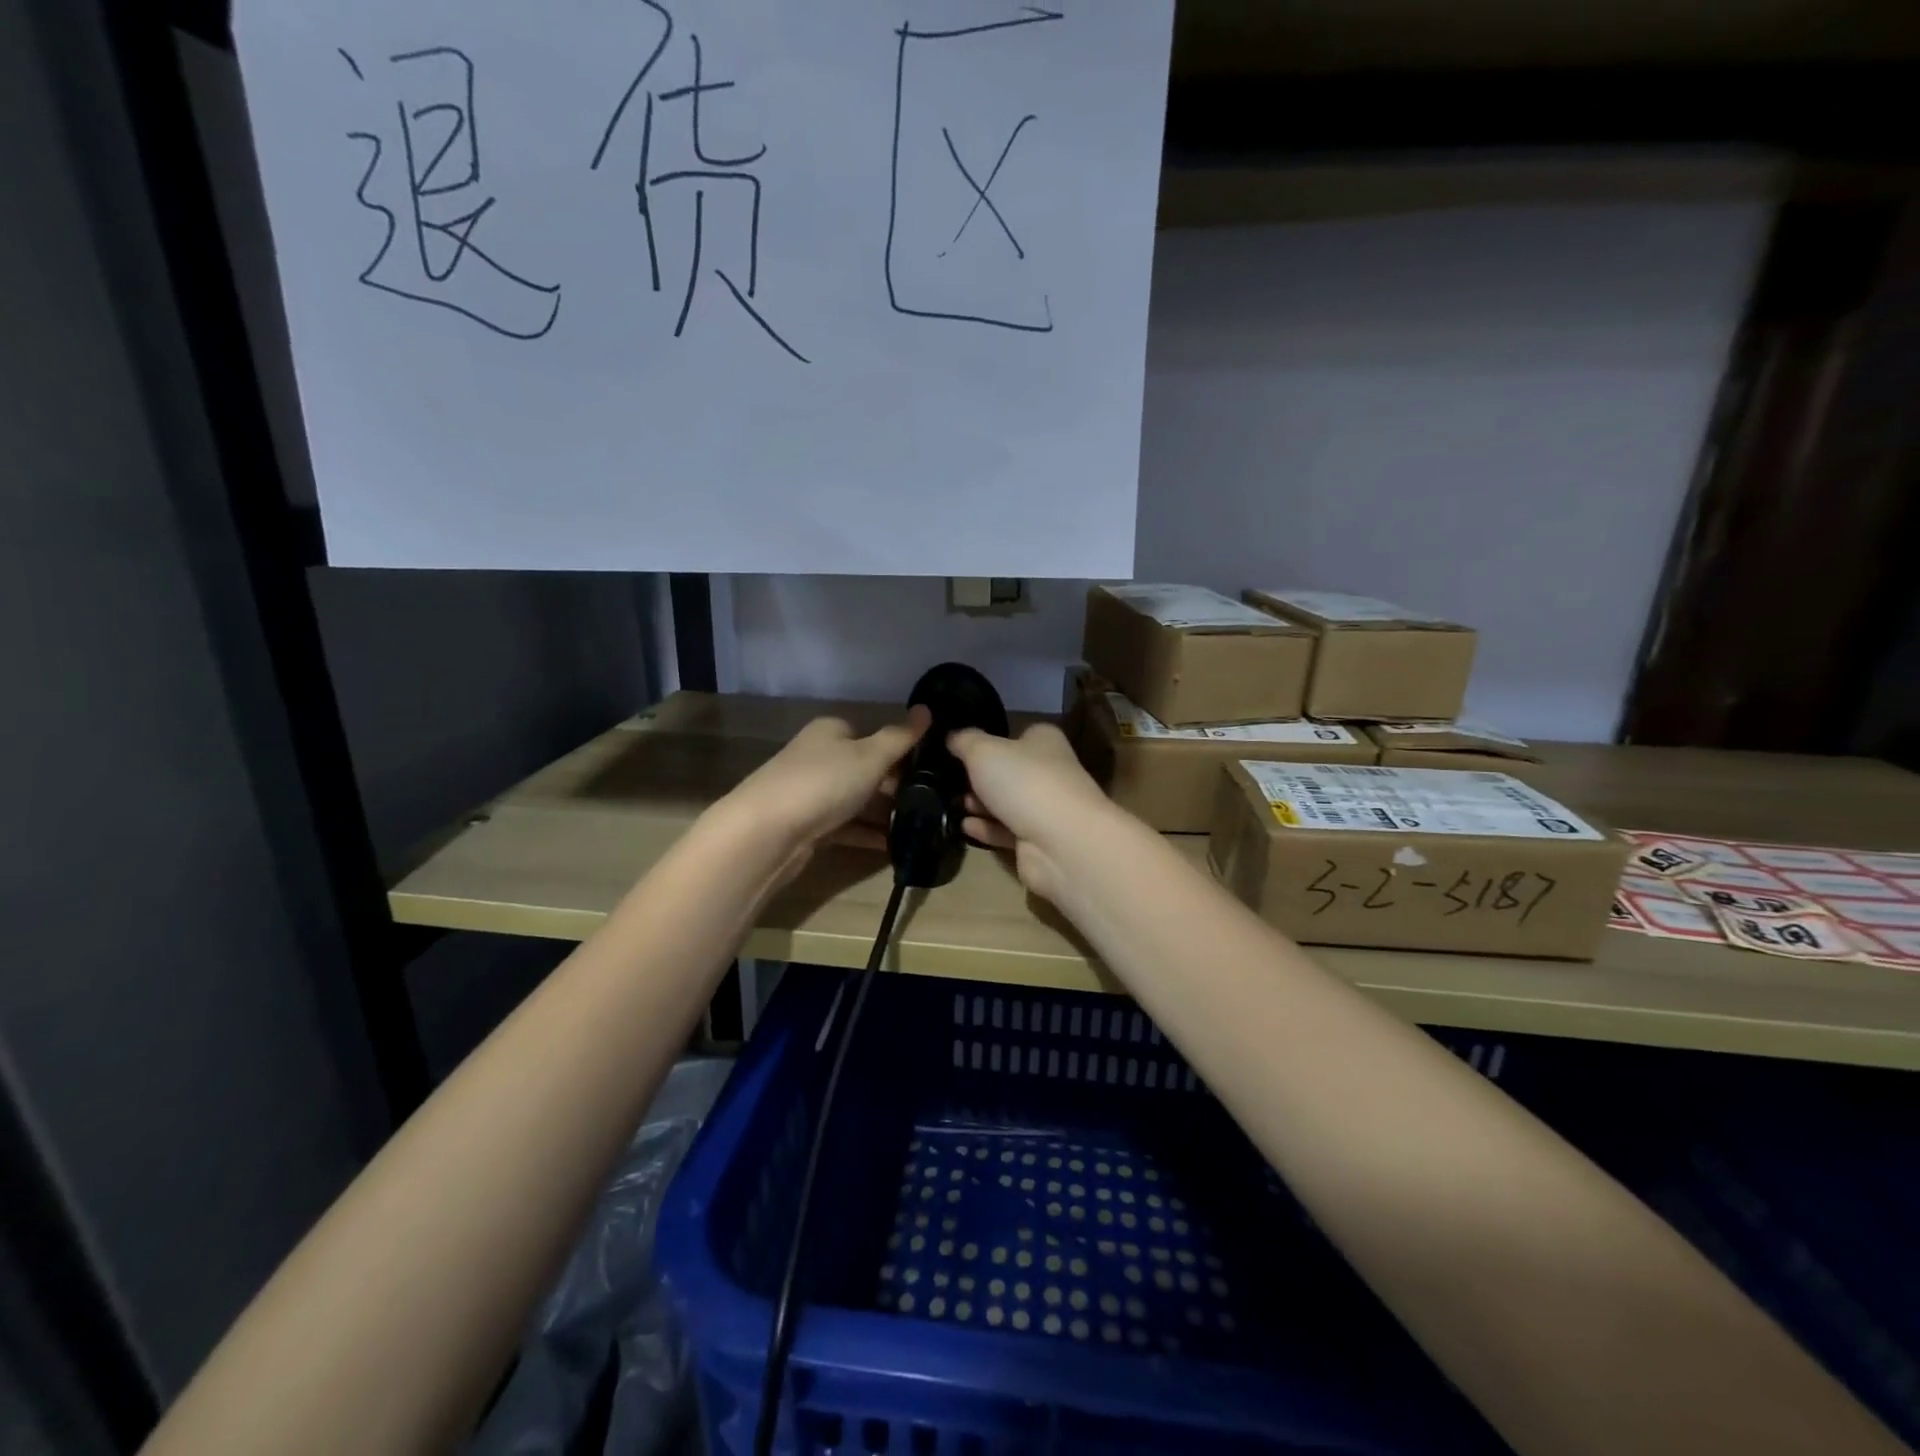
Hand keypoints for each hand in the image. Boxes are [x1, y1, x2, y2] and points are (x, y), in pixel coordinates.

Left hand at [721, 710, 929, 874]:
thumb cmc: (823, 782)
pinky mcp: (809, 825)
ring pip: (857, 799)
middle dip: (896, 784)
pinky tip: (896, 845)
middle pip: (865, 767)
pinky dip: (868, 834)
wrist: (766, 833)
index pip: (871, 733)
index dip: (900, 748)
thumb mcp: (870, 756)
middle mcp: (819, 757)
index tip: (931, 767)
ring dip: (884, 812)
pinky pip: (847, 826)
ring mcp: (812, 792)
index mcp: (831, 731)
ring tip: (921, 824)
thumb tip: (927, 709)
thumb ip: (901, 737)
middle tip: (932, 799)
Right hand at [948, 723, 1114, 900]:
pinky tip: (963, 826)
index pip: (1016, 735)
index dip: (990, 740)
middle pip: (1010, 771)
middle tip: (951, 780)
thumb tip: (952, 736)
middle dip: (980, 777)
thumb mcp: (983, 751)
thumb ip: (964, 741)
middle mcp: (1050, 772)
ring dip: (981, 804)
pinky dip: (986, 829)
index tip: (960, 748)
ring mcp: (1046, 809)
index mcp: (1044, 741)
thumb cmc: (1024, 782)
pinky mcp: (1039, 842)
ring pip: (1007, 803)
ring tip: (953, 803)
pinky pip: (1007, 831)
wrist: (1061, 842)